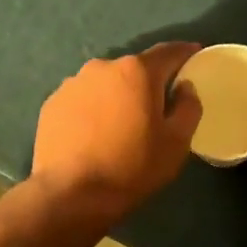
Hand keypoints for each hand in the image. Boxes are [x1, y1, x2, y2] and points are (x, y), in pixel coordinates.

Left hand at [31, 42, 202, 222]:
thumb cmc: (132, 167)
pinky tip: (95, 134)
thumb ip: (189, 108)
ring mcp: (72, 83)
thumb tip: (185, 88)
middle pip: (134, 68)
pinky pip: (83, 99)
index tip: (195, 54)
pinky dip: (93, 109)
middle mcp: (103, 67)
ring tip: (122, 123)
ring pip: (106, 83)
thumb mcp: (176, 143)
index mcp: (137, 72)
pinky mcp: (52, 103)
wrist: (70, 194)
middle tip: (157, 106)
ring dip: (118, 96)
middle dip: (148, 82)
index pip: (168, 52)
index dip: (185, 52)